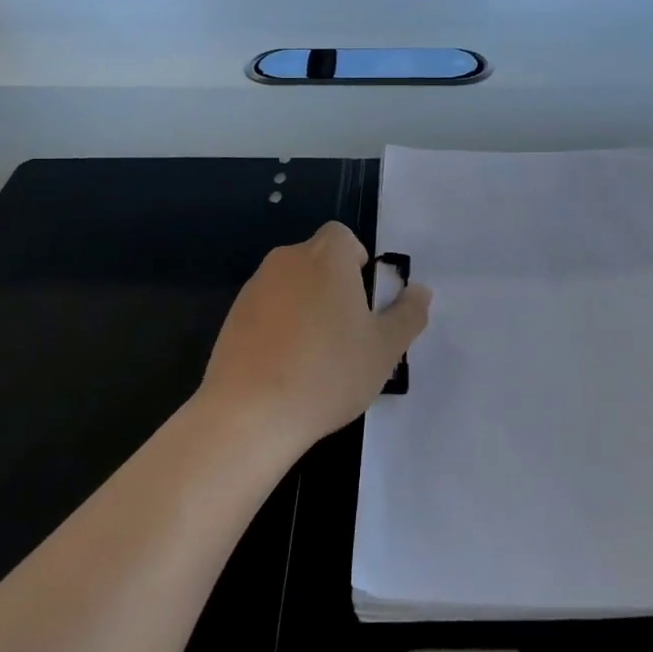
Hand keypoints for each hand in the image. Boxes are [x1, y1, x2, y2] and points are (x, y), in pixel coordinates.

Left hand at [200, 222, 430, 452]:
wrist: (250, 413)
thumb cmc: (328, 372)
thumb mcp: (384, 349)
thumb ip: (408, 315)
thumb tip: (420, 291)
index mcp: (326, 257)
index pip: (343, 237)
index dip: (357, 263)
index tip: (363, 303)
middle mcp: (287, 260)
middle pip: (317, 261)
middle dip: (333, 287)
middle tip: (346, 334)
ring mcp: (254, 287)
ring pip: (291, 286)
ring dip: (304, 308)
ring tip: (314, 359)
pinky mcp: (232, 317)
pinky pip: (266, 311)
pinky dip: (277, 328)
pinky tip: (283, 370)